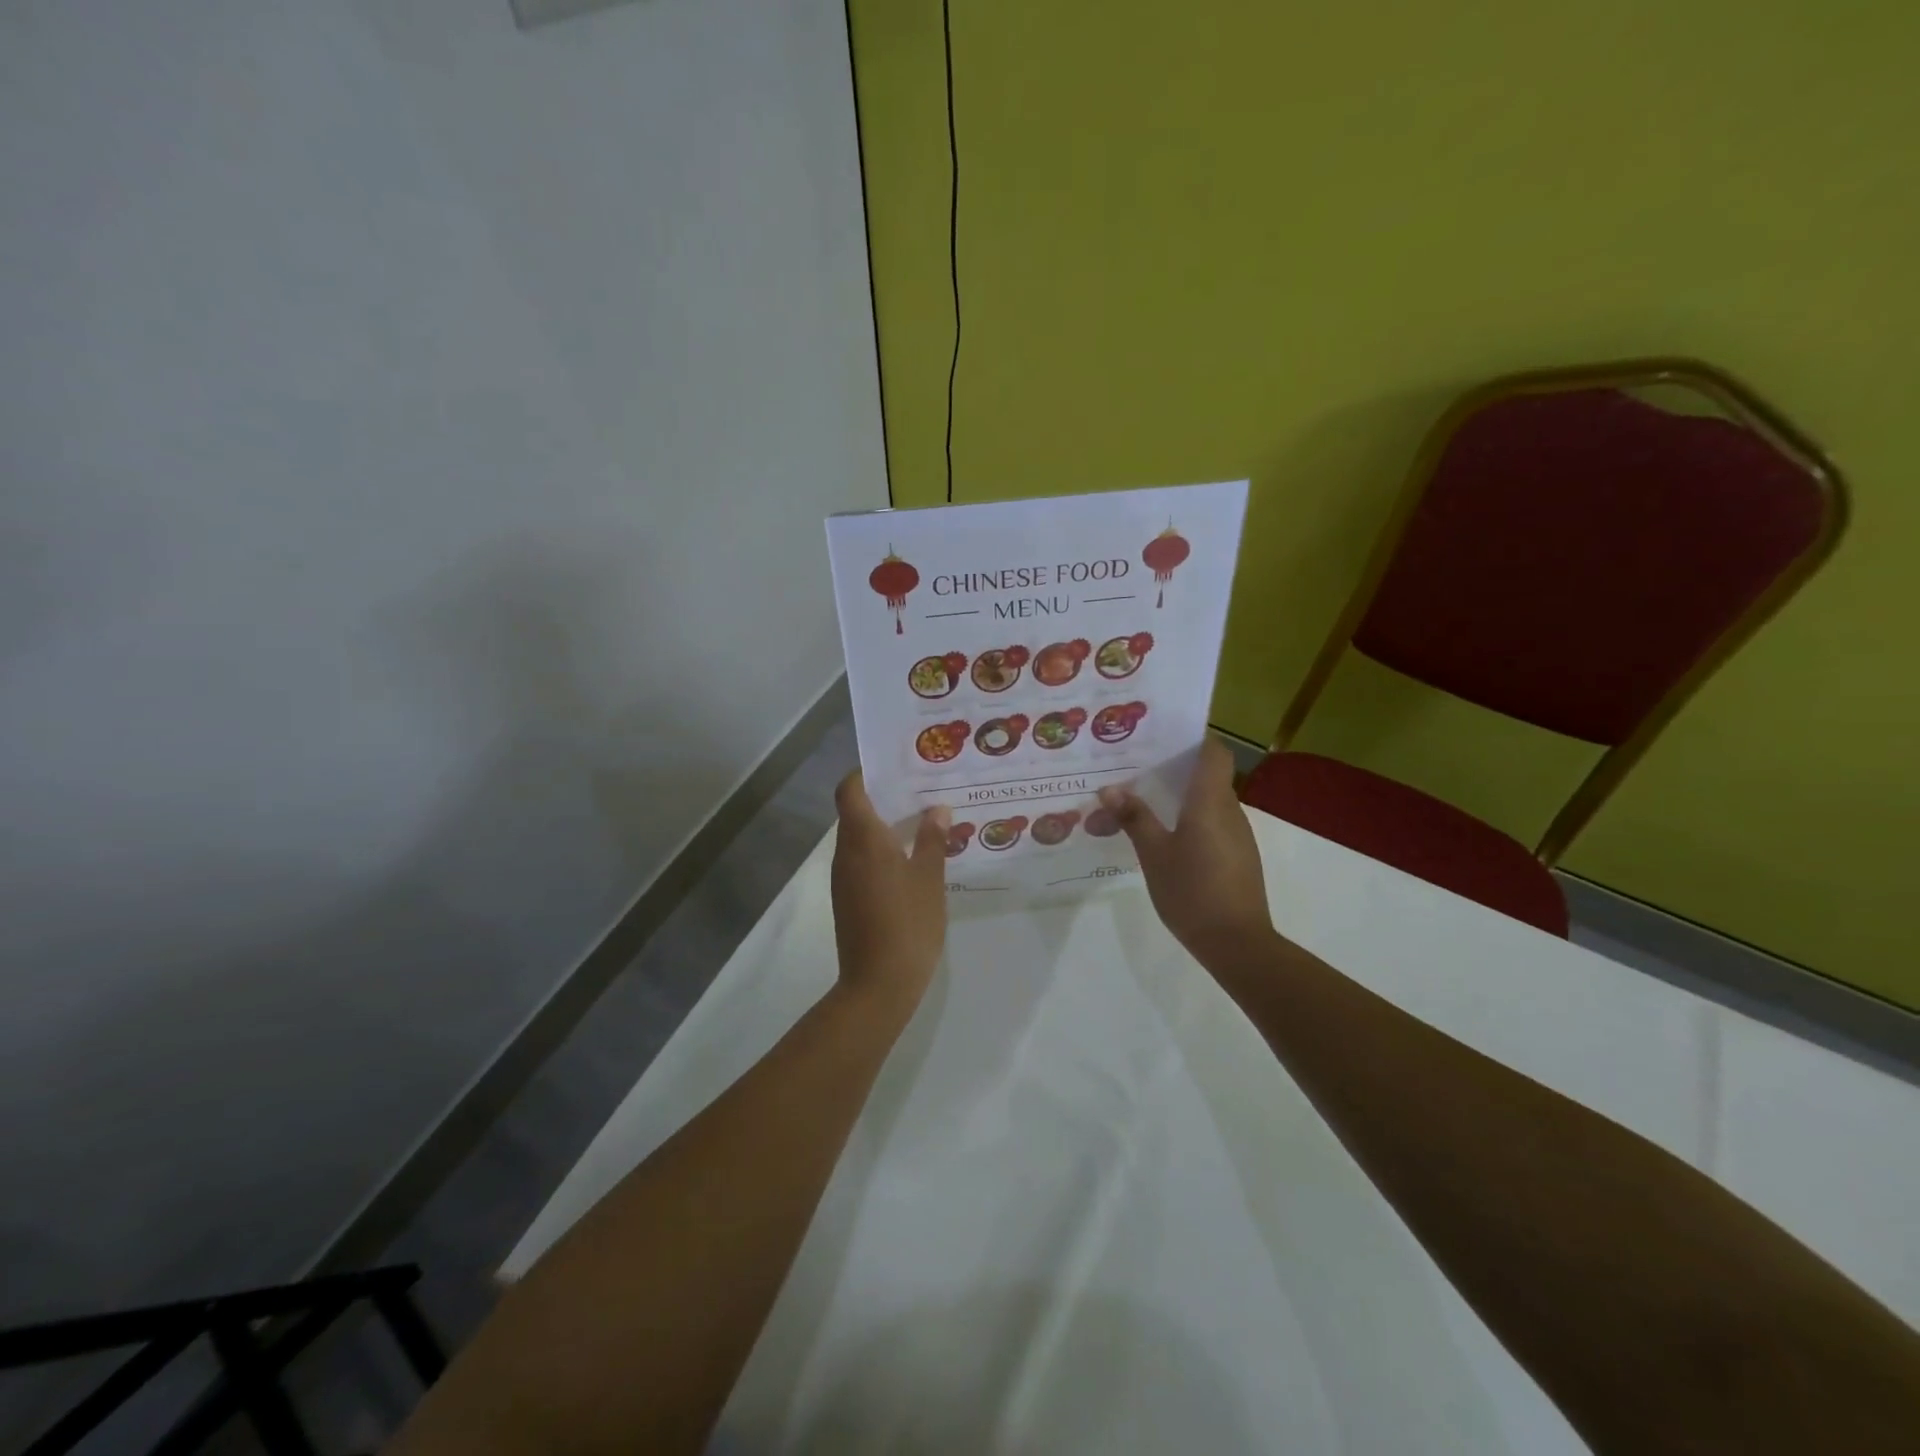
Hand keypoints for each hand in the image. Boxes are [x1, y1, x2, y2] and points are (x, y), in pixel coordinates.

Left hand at [830, 772, 949, 1018]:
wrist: (878, 984)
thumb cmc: (908, 924)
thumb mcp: (929, 879)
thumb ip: (931, 840)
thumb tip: (936, 809)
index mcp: (863, 840)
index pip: (850, 791)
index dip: (865, 774)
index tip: (894, 768)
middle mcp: (845, 853)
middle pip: (854, 812)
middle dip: (883, 798)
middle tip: (921, 791)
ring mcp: (843, 878)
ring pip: (858, 838)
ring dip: (884, 826)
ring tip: (922, 821)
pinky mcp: (848, 899)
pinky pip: (861, 861)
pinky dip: (880, 851)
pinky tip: (911, 860)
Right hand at [1098, 738, 1274, 962]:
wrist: (1236, 943)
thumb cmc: (1192, 892)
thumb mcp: (1154, 854)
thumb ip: (1135, 818)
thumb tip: (1110, 788)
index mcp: (1210, 802)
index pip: (1214, 752)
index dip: (1194, 739)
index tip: (1163, 737)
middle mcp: (1230, 810)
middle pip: (1210, 774)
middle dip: (1177, 767)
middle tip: (1139, 766)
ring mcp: (1238, 835)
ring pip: (1211, 801)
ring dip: (1184, 795)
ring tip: (1145, 798)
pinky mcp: (1238, 856)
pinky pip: (1214, 823)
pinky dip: (1193, 819)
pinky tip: (1166, 834)